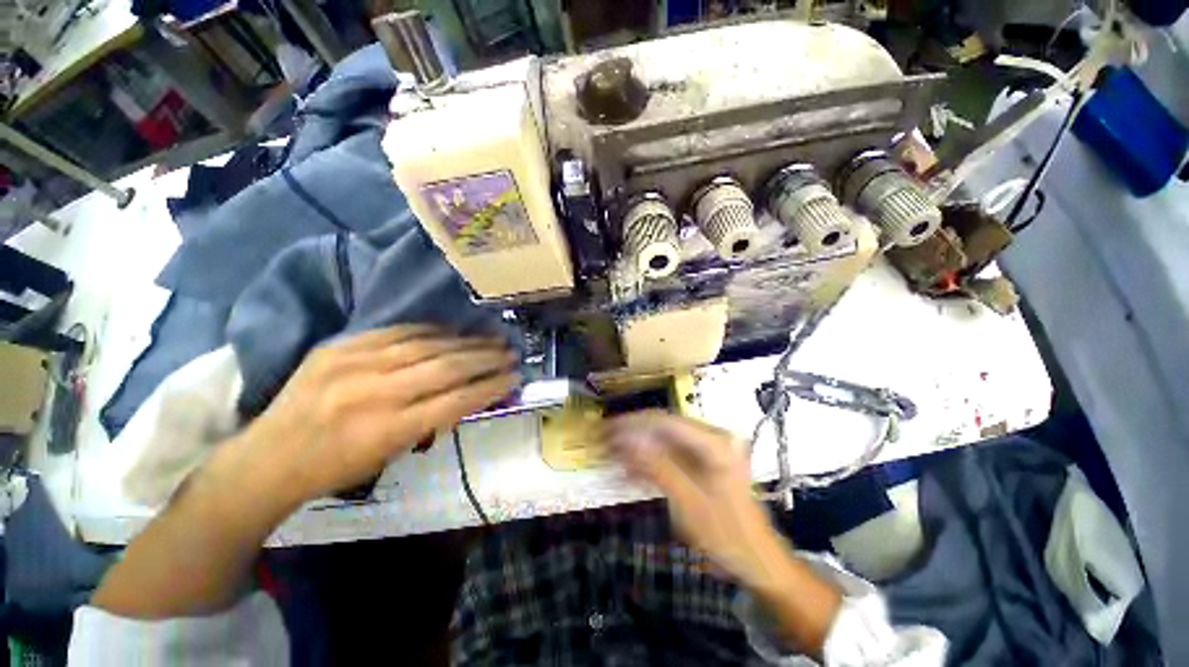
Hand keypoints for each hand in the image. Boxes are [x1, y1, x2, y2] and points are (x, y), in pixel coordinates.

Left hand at [234, 325, 518, 506]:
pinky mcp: (340, 346)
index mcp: (387, 430)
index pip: (456, 400)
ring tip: (492, 339)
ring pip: (427, 345)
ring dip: (466, 341)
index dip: (491, 386)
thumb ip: (431, 423)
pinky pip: (397, 331)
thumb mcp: (390, 457)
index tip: (515, 377)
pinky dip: (431, 331)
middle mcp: (373, 392)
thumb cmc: (334, 469)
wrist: (266, 458)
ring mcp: (353, 363)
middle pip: (446, 367)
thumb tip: (468, 395)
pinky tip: (452, 331)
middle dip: (486, 358)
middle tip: (511, 352)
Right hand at [603, 411, 788, 586]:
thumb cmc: (727, 535)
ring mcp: (708, 448)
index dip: (631, 423)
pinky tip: (630, 471)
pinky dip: (650, 462)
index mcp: (714, 442)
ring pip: (663, 440)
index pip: (664, 421)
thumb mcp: (689, 503)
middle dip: (630, 435)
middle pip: (662, 428)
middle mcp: (711, 436)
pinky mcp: (703, 460)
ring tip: (610, 456)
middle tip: (602, 443)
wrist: (758, 560)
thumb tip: (626, 440)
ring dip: (637, 448)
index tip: (604, 430)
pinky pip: (670, 454)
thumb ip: (658, 467)